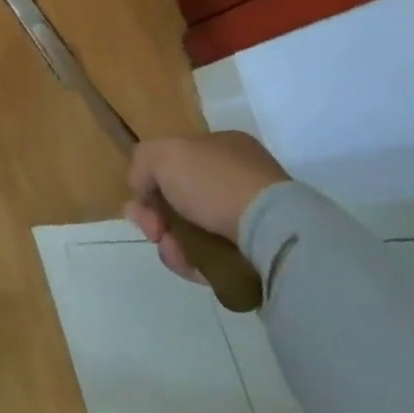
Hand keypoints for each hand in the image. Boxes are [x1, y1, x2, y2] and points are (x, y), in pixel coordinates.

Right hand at [124, 131, 290, 282]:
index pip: (176, 161)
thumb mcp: (162, 154)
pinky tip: (189, 266)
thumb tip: (142, 190)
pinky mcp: (258, 255)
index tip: (141, 201)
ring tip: (172, 252)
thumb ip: (142, 163)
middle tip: (152, 231)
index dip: (152, 181)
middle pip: (181, 198)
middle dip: (158, 216)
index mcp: (222, 146)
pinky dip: (195, 262)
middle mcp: (238, 177)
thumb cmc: (215, 181)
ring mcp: (251, 218)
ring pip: (194, 231)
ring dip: (173, 243)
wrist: (272, 233)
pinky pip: (213, 257)